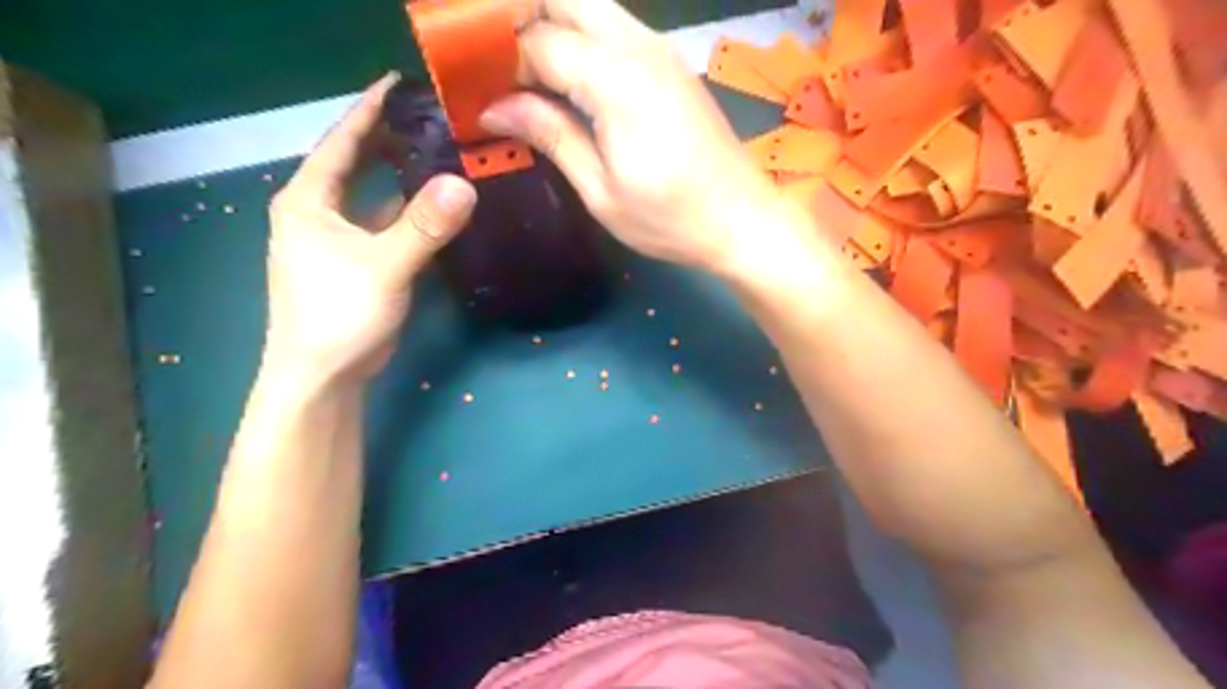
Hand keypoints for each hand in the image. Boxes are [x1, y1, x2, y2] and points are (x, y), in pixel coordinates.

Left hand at [266, 75, 476, 386]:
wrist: (322, 375)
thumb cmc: (338, 314)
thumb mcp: (383, 266)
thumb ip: (424, 226)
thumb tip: (464, 184)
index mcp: (308, 200)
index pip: (340, 141)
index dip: (369, 110)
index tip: (400, 82)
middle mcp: (317, 212)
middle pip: (354, 162)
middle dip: (386, 137)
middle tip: (430, 116)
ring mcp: (336, 239)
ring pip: (371, 195)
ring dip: (399, 174)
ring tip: (438, 153)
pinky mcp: (356, 263)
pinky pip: (384, 223)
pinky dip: (406, 210)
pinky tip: (433, 205)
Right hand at [478, 0, 785, 270]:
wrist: (740, 220)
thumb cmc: (670, 218)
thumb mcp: (601, 190)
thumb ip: (551, 136)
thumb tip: (494, 108)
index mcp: (615, 80)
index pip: (538, 40)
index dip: (496, 58)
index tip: (469, 86)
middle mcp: (638, 47)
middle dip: (518, 15)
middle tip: (489, 58)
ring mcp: (659, 51)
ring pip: (591, 4)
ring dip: (548, 20)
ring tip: (518, 65)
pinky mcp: (670, 64)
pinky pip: (614, 27)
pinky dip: (579, 34)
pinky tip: (564, 72)